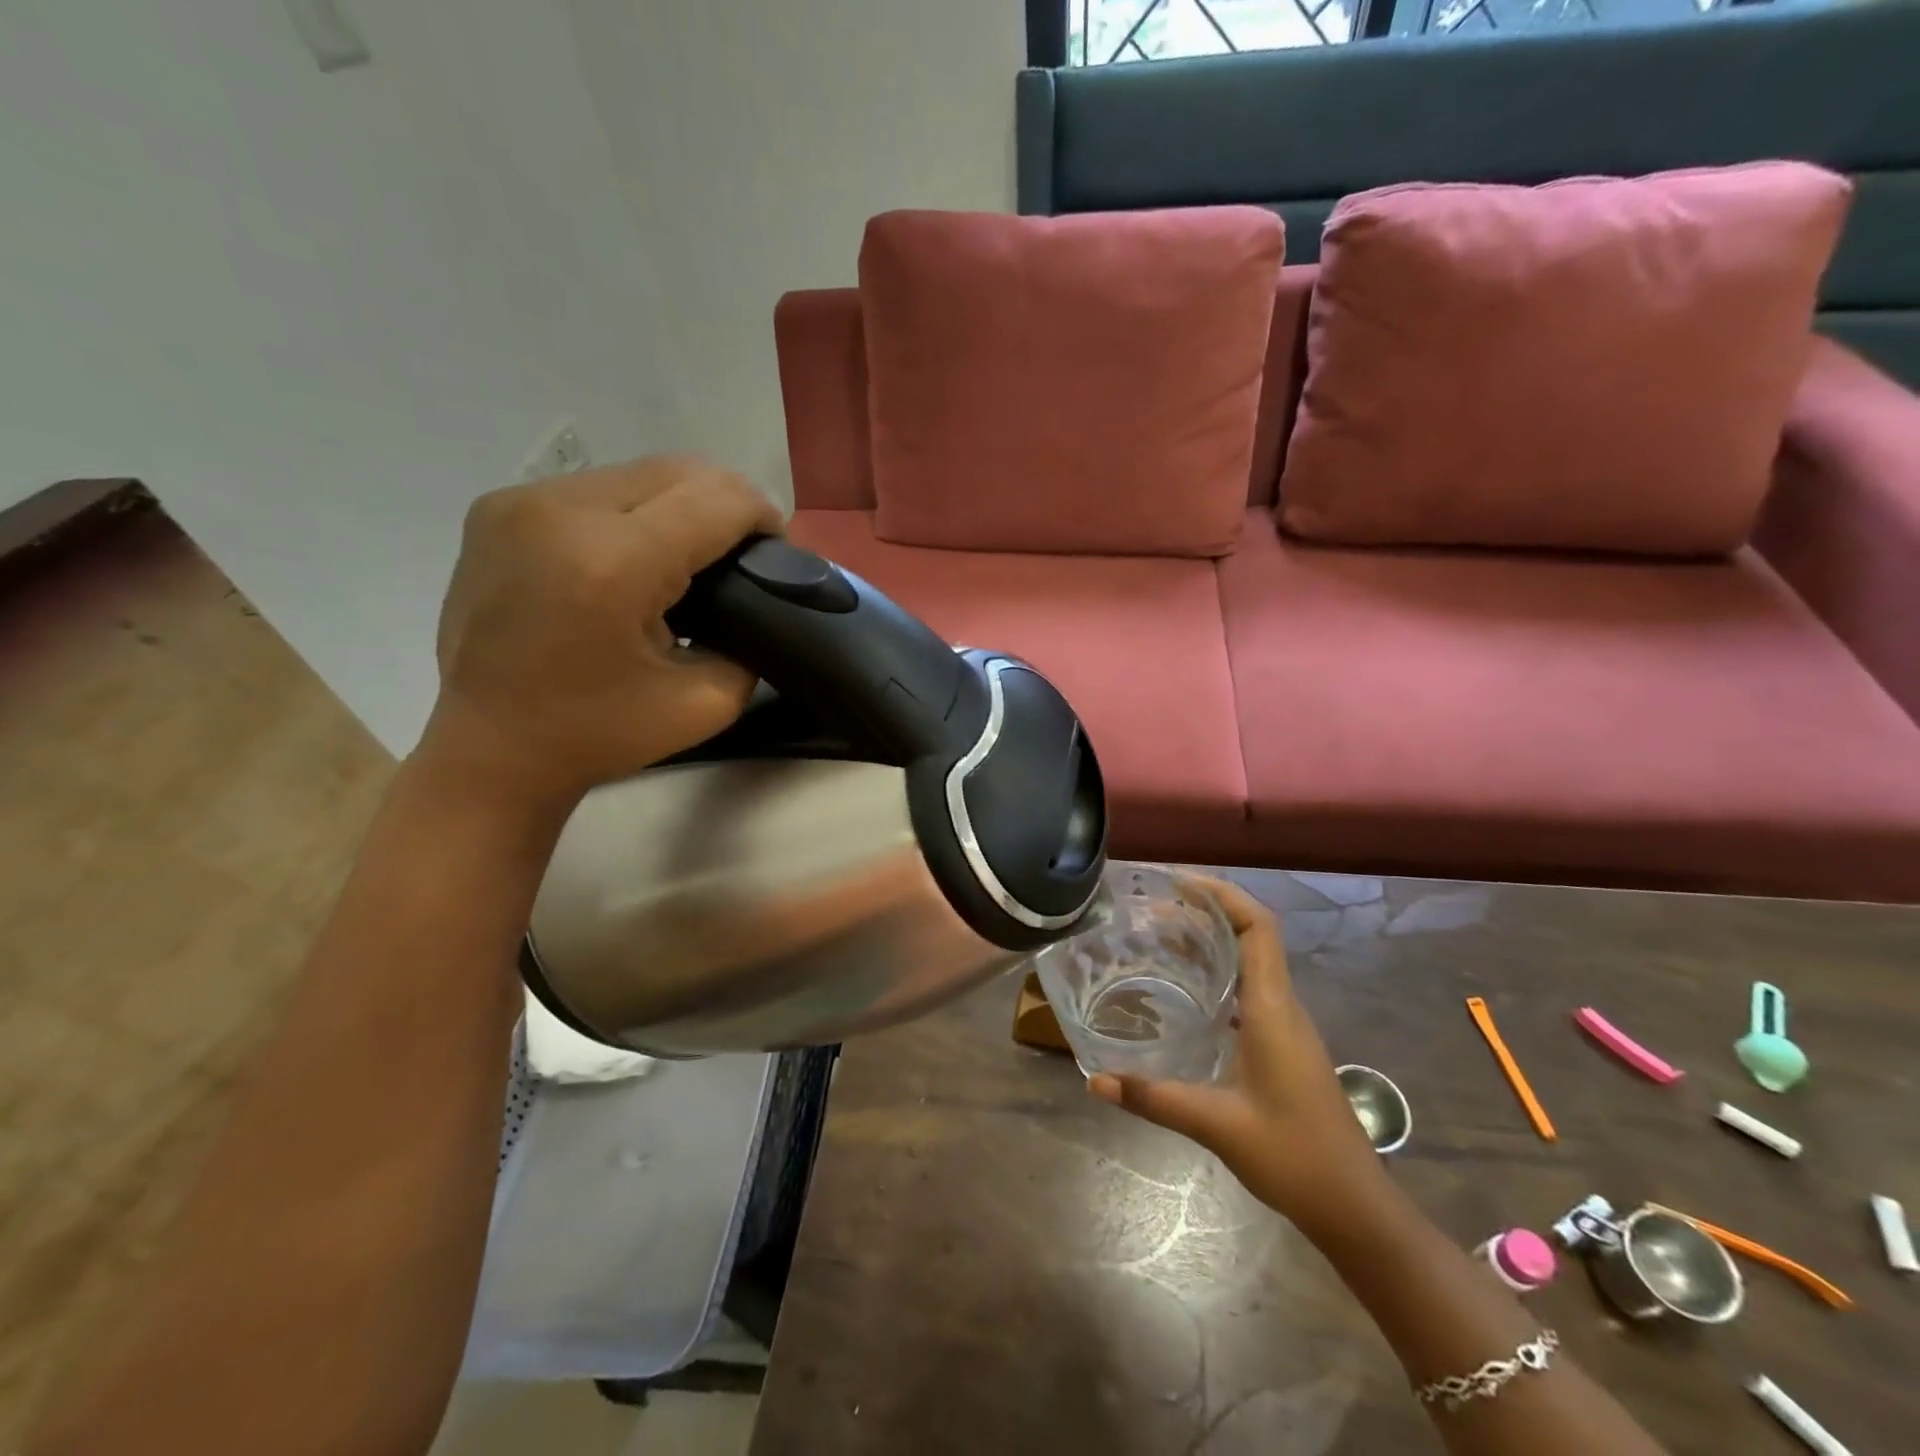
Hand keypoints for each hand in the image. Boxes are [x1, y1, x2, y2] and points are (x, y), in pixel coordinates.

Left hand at [421, 456, 780, 817]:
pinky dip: (635, 511)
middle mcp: (561, 511)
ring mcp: (520, 501)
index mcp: (614, 563)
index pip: (718, 500)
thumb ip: (749, 640)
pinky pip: (595, 487)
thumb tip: (758, 594)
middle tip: (743, 552)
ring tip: (692, 553)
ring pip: (638, 472)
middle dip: (728, 503)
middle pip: (680, 470)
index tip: (778, 552)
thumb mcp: (707, 705)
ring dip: (681, 503)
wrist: (489, 748)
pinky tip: (637, 553)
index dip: (763, 517)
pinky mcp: (498, 507)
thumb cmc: (599, 734)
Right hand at [1088, 877, 1389, 1237]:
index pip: (1258, 927)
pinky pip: (1248, 988)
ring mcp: (1285, 1025)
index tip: (1178, 883)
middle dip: (1205, 911)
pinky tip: (1184, 990)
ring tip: (1159, 936)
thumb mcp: (1216, 1124)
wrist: (1355, 1207)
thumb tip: (1095, 1081)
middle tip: (1152, 907)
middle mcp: (1282, 1005)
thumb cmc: (1294, 1156)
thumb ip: (1154, 1098)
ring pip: (1250, 961)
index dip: (1223, 894)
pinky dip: (1216, 973)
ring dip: (1210, 941)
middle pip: (1251, 935)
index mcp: (1273, 1008)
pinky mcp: (1282, 1044)